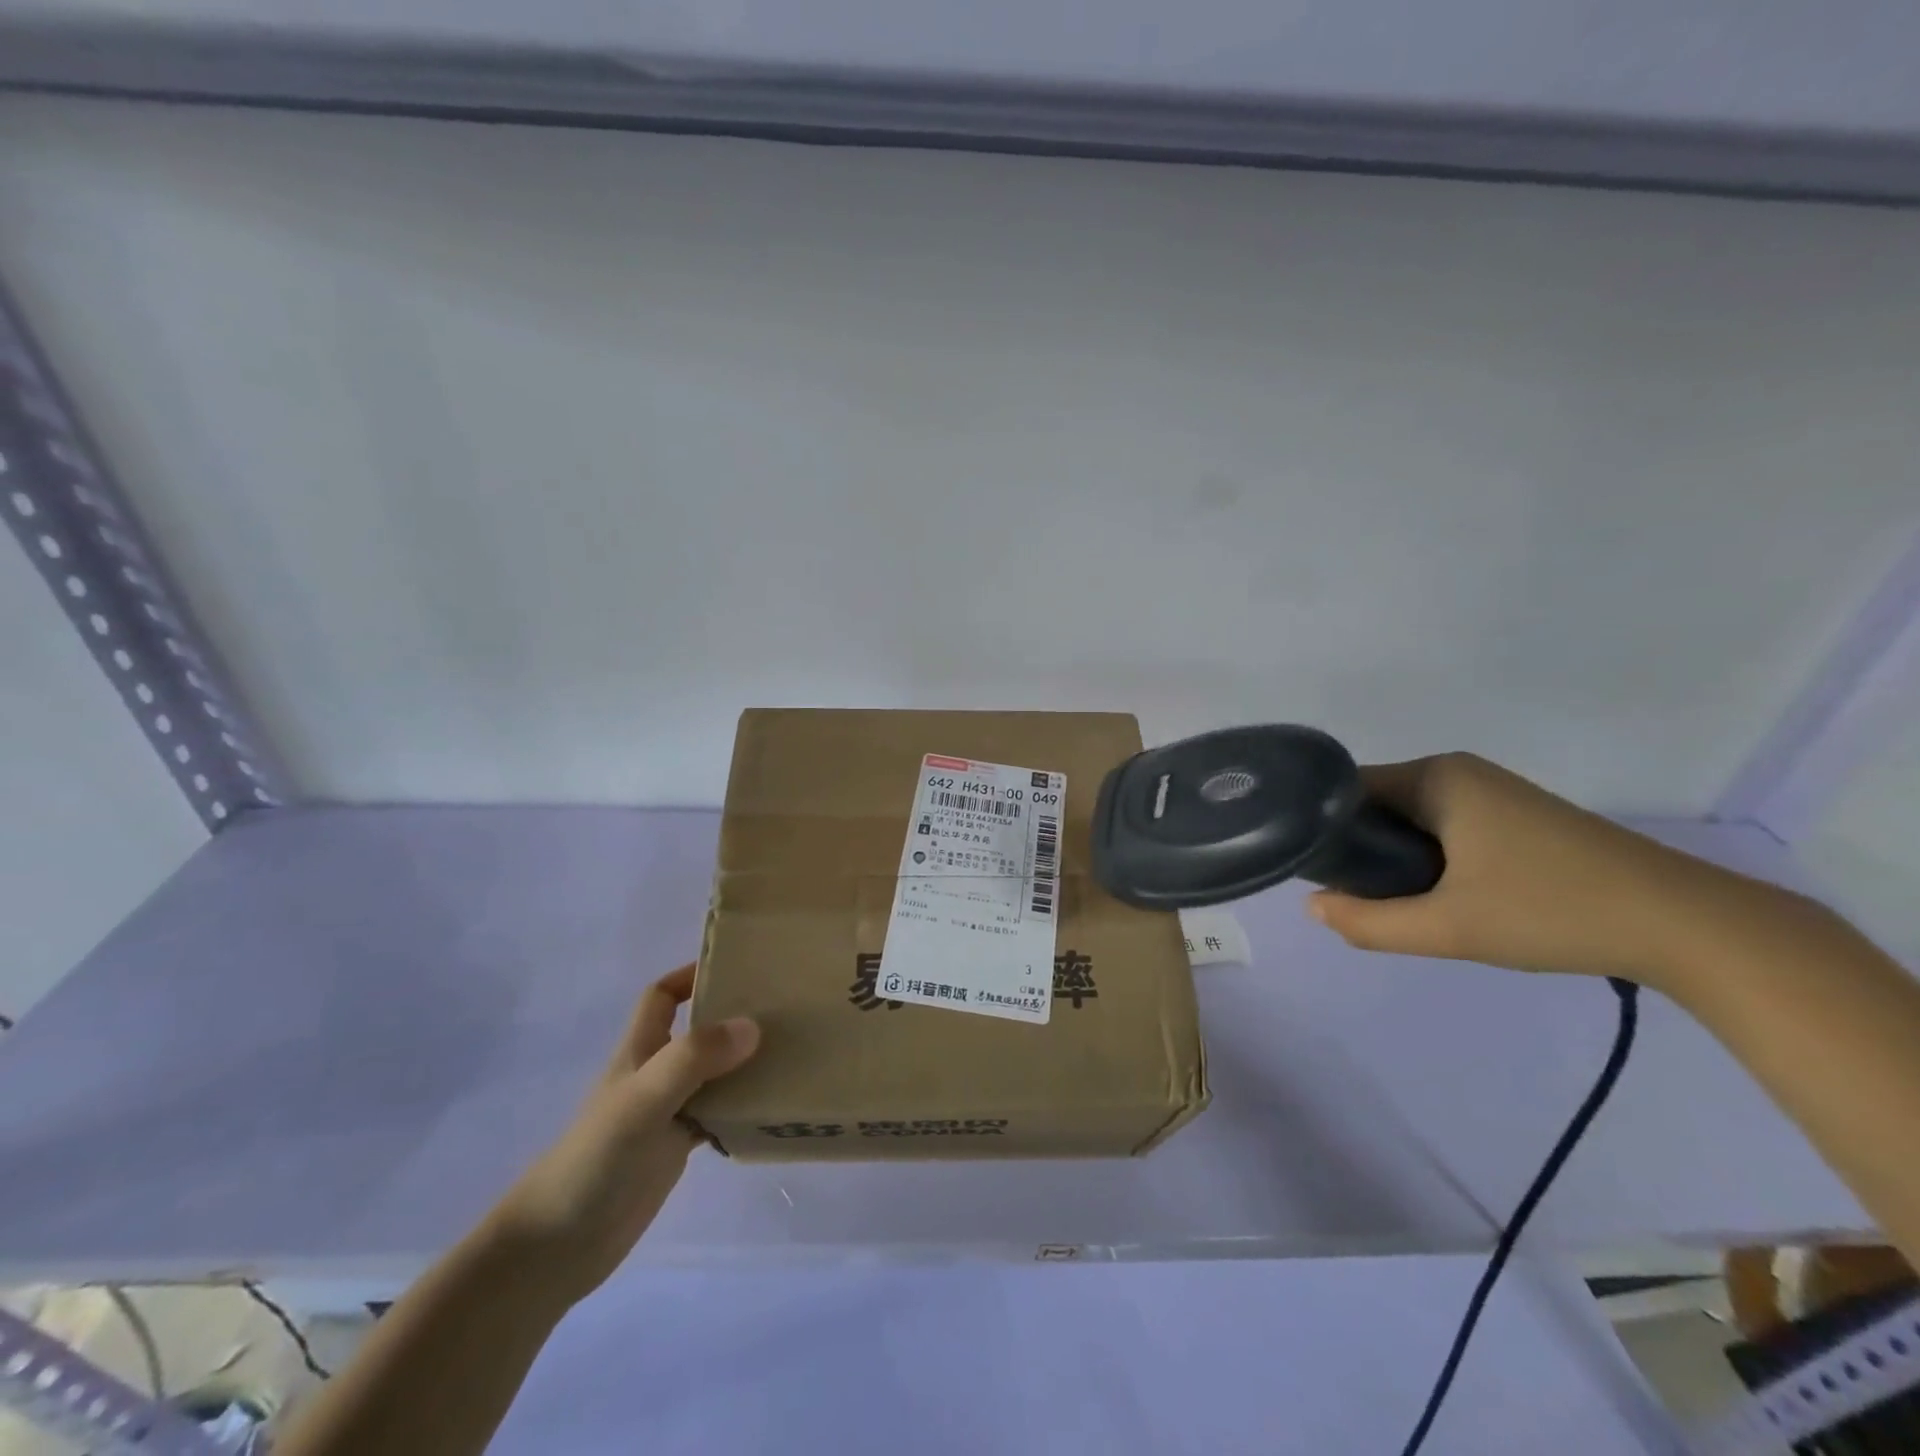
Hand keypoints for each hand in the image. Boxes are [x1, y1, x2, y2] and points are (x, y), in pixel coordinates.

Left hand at [488, 965, 758, 1304]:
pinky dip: (743, 1108)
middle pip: (697, 1030)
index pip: (663, 996)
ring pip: (714, 1073)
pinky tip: (773, 1108)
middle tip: (784, 1007)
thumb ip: (694, 1058)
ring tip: (793, 1051)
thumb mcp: (643, 1099)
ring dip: (746, 1062)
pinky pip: (719, 1115)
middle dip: (734, 1014)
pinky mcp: (677, 1148)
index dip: (692, 975)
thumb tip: (753, 1026)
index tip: (738, 967)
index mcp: (640, 1050)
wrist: (557, 1247)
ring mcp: (667, 1112)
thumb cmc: (594, 1160)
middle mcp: (655, 1074)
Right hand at [1306, 752, 1748, 986]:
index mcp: (1435, 777)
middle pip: (1377, 803)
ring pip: (1411, 819)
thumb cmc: (1553, 911)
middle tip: (1352, 896)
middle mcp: (1458, 772)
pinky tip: (1441, 896)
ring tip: (1393, 901)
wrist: (1688, 926)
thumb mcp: (1449, 927)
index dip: (1320, 826)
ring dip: (1393, 856)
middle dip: (1358, 847)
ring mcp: (1491, 792)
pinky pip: (1443, 827)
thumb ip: (1369, 922)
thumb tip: (1312, 906)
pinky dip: (1427, 856)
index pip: (1346, 789)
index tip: (1309, 868)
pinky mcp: (1516, 816)